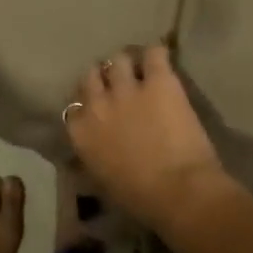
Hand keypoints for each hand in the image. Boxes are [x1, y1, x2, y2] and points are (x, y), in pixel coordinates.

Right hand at [63, 44, 236, 234]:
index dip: (88, 104)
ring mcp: (127, 88)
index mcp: (80, 132)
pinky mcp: (159, 81)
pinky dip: (158, 54)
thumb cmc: (140, 199)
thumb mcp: (103, 181)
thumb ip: (92, 157)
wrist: (178, 191)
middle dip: (103, 79)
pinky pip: (154, 53)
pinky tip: (162, 60)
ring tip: (141, 70)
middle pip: (92, 75)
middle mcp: (97, 103)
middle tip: (119, 86)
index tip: (98, 109)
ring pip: (119, 59)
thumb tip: (91, 152)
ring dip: (128, 65)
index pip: (74, 106)